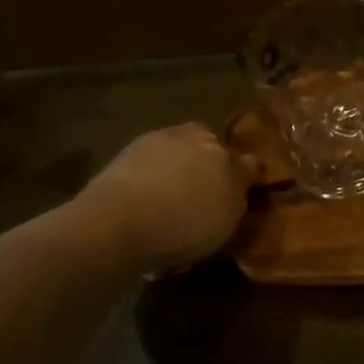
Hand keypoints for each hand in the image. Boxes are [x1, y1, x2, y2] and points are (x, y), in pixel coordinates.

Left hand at [73, 123, 250, 272]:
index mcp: (209, 137)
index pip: (229, 152)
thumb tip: (252, 161)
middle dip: (200, 177)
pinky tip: (148, 224)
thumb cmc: (187, 215)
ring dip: (171, 188)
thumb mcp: (234, 203)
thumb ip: (244, 178)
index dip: (233, 175)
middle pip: (197, 157)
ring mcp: (140, 151)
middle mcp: (175, 136)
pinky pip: (141, 185)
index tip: (232, 199)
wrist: (115, 227)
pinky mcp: (112, 172)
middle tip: (203, 210)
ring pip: (167, 169)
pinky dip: (147, 199)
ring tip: (173, 221)